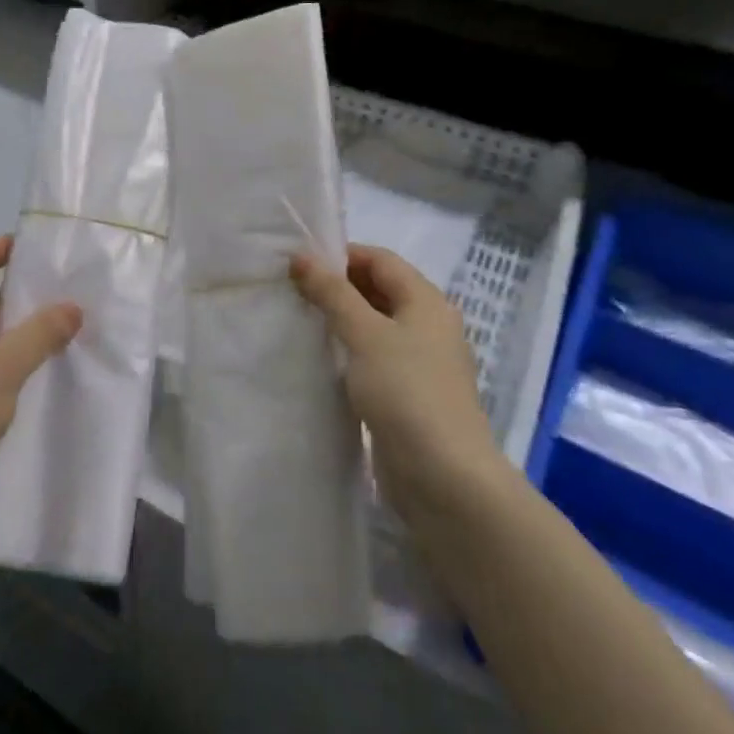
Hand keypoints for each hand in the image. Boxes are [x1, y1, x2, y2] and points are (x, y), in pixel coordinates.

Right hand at [292, 245, 496, 510]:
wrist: (443, 477)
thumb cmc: (406, 392)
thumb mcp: (365, 334)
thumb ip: (332, 293)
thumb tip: (301, 256)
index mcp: (426, 302)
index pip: (381, 260)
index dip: (341, 255)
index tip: (298, 263)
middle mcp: (427, 326)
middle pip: (379, 290)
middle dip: (337, 287)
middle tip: (290, 291)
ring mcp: (419, 363)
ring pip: (373, 327)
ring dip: (339, 321)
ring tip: (297, 320)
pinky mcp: (406, 395)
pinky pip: (372, 359)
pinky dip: (347, 352)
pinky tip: (318, 359)